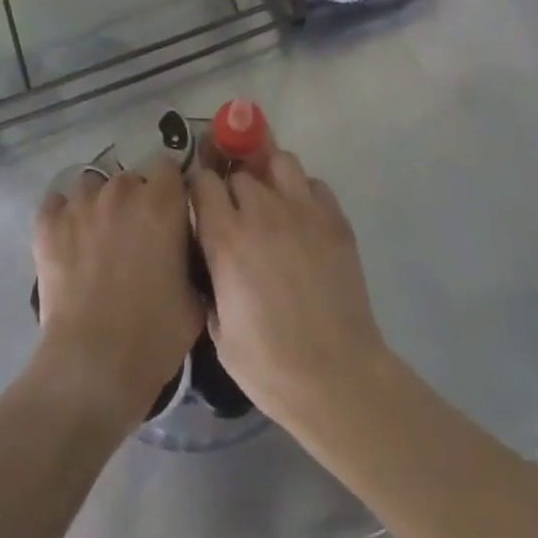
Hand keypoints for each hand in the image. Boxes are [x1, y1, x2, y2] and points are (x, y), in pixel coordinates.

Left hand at [32, 154, 203, 430]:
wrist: (93, 366)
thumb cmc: (154, 335)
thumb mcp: (195, 298)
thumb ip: (193, 260)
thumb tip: (185, 253)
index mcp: (163, 202)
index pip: (168, 167)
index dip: (169, 188)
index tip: (170, 212)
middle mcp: (123, 191)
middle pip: (130, 179)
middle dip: (135, 201)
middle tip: (135, 237)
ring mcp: (81, 204)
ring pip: (92, 186)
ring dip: (98, 205)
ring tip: (97, 238)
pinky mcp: (48, 224)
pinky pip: (56, 203)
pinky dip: (62, 216)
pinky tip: (67, 240)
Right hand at [190, 151, 392, 436]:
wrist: (336, 377)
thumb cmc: (269, 364)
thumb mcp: (218, 330)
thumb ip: (211, 281)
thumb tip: (213, 263)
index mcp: (226, 238)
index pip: (203, 181)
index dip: (200, 189)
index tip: (202, 204)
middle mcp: (262, 211)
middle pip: (241, 172)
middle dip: (235, 188)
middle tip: (239, 214)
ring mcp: (303, 210)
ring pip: (280, 161)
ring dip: (270, 176)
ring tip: (273, 203)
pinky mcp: (335, 219)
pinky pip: (314, 184)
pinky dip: (304, 193)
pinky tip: (303, 220)